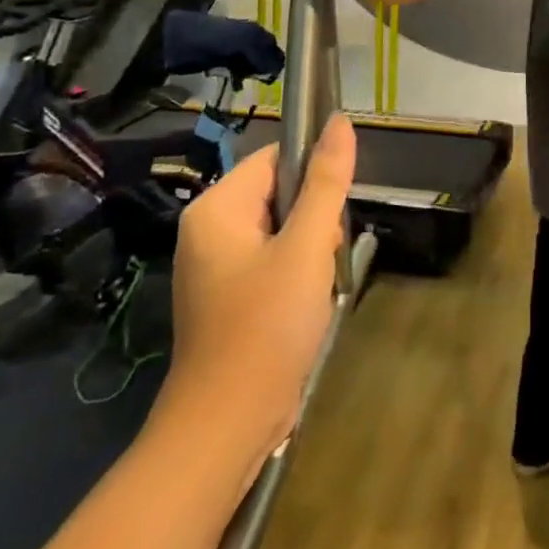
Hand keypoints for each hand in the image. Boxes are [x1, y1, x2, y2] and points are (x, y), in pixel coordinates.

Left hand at [156, 114, 356, 446]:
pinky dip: (296, 272)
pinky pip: (272, 259)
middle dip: (314, 218)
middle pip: (280, 192)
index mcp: (217, 208)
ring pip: (281, 228)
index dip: (314, 175)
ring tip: (317, 284)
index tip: (336, 213)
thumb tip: (340, 120)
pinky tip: (307, 303)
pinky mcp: (228, 296)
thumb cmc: (266, 327)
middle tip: (326, 255)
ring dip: (310, 248)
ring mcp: (215, 266)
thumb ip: (327, 181)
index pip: (277, 158)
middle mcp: (208, 229)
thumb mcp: (307, 246)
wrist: (226, 428)